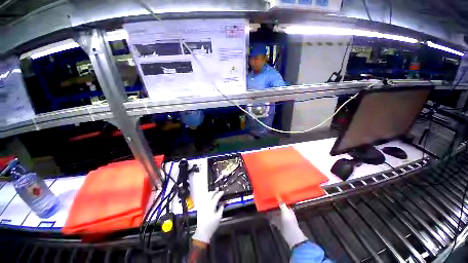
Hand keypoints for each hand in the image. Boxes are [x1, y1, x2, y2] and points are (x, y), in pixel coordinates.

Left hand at [192, 191, 223, 243]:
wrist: (202, 232)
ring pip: (205, 196)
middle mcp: (206, 204)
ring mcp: (202, 205)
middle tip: (218, 192)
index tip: (223, 192)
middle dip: (214, 192)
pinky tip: (208, 198)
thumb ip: (221, 208)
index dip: (220, 193)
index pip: (216, 197)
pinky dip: (206, 197)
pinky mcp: (199, 208)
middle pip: (210, 194)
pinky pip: (203, 199)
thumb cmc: (212, 225)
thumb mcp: (219, 216)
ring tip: (213, 194)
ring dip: (210, 193)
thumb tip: (224, 202)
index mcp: (211, 205)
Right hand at [268, 202, 307, 248]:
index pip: (284, 205)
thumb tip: (279, 198)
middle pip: (279, 210)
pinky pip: (275, 221)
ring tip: (266, 211)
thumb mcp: (285, 210)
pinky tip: (268, 218)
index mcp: (289, 210)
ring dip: (272, 214)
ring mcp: (284, 221)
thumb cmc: (288, 220)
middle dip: (274, 208)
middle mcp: (286, 215)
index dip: (279, 202)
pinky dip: (272, 219)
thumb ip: (282, 204)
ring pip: (277, 216)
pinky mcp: (281, 226)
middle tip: (268, 205)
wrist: (291, 234)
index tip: (273, 199)